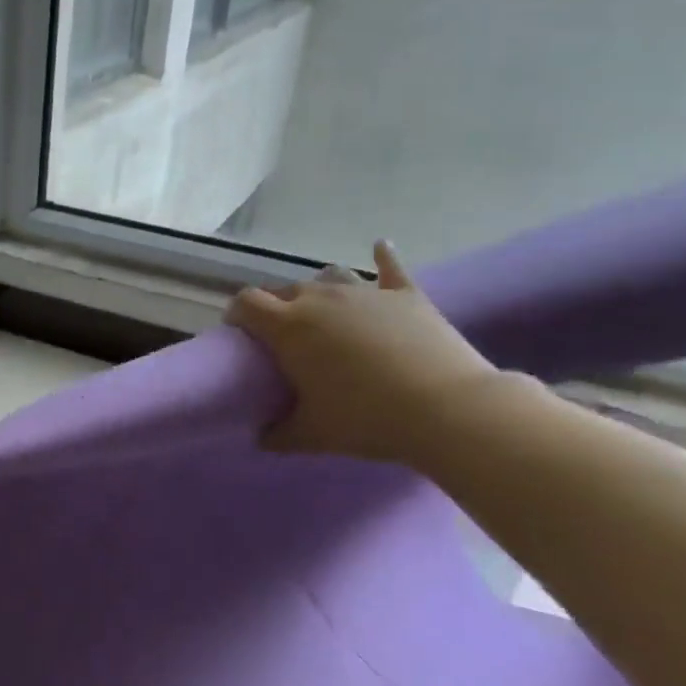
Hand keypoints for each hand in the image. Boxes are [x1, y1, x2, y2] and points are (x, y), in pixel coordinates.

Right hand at [225, 241, 498, 463]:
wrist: (447, 408)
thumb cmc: (367, 419)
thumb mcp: (312, 435)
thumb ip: (278, 434)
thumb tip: (261, 437)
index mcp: (289, 326)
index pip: (247, 302)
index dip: (237, 313)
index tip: (239, 332)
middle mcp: (320, 298)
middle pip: (285, 290)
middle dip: (276, 307)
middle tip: (283, 337)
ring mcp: (365, 292)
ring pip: (329, 277)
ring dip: (319, 290)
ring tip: (324, 310)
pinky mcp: (406, 295)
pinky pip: (390, 267)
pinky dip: (383, 258)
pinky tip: (380, 247)